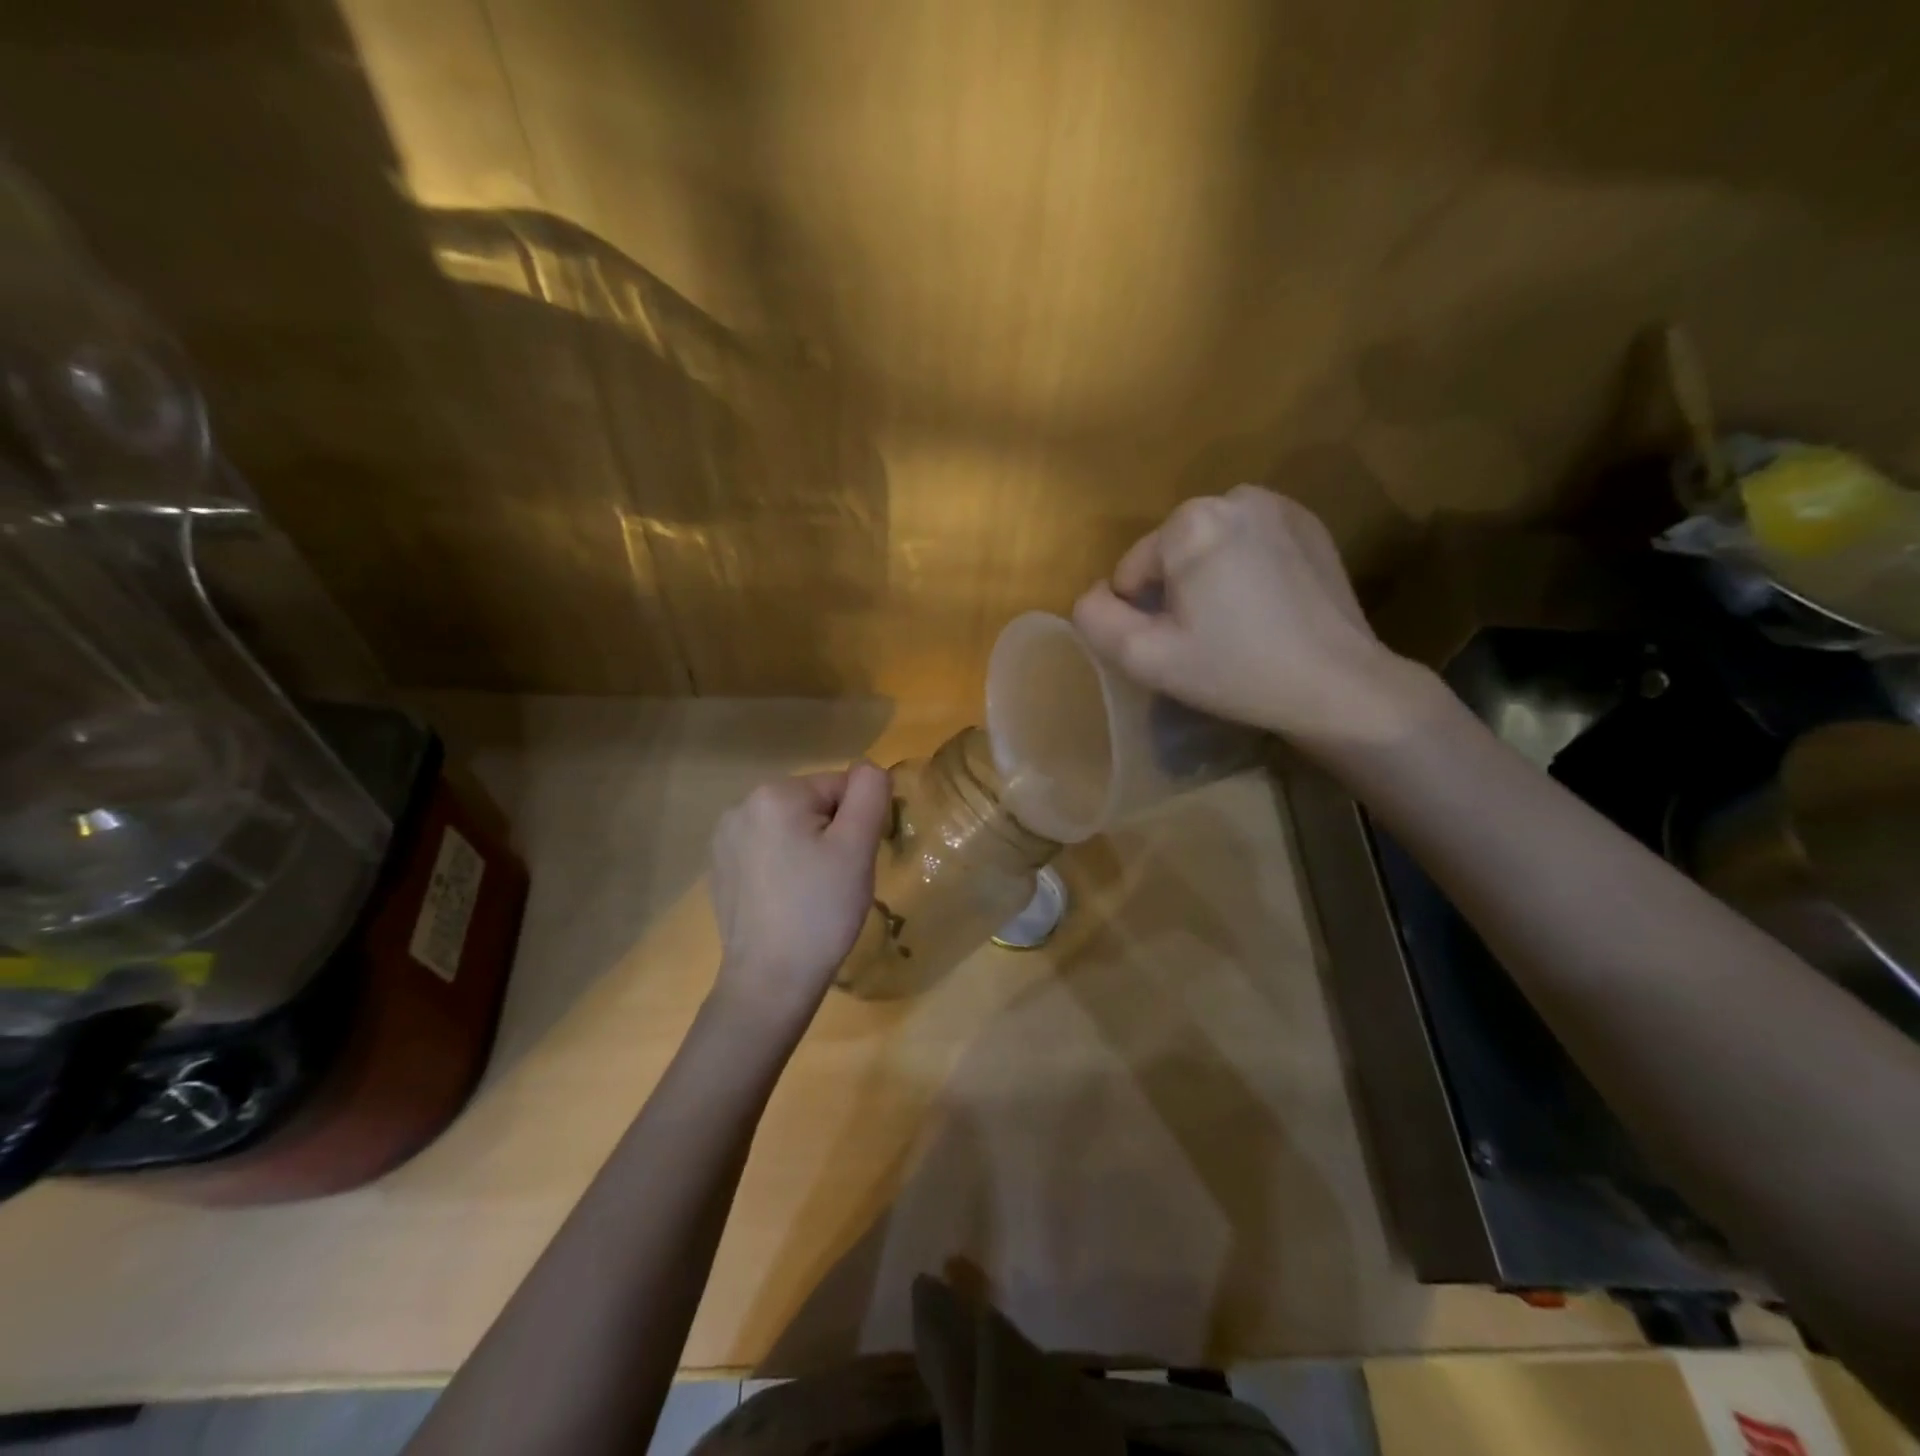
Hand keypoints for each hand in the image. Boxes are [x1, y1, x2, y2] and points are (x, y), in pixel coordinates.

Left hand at [708, 764, 891, 1029]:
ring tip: (812, 893)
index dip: (857, 822)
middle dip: (832, 834)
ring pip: (791, 828)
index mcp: (775, 794)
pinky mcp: (720, 869)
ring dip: (808, 849)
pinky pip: (767, 851)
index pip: (840, 786)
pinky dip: (784, 867)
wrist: (770, 981)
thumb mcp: (857, 847)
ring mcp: (724, 839)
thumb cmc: (820, 911)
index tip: (853, 862)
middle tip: (837, 879)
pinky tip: (786, 901)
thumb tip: (869, 769)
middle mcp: (741, 806)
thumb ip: (870, 793)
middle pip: (813, 805)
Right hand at [1073, 485, 1430, 750]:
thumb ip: (1097, 619)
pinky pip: (1250, 543)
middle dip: (1177, 591)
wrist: (1338, 685)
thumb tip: (1094, 594)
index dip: (1144, 614)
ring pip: (1209, 546)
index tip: (1182, 643)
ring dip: (1210, 578)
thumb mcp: (1146, 657)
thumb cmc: (1236, 671)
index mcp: (1190, 522)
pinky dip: (1246, 568)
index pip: (1132, 571)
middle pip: (1171, 553)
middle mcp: (1233, 497)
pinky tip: (1268, 606)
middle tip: (1208, 637)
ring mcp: (1278, 506)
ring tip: (1239, 621)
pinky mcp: (1310, 523)